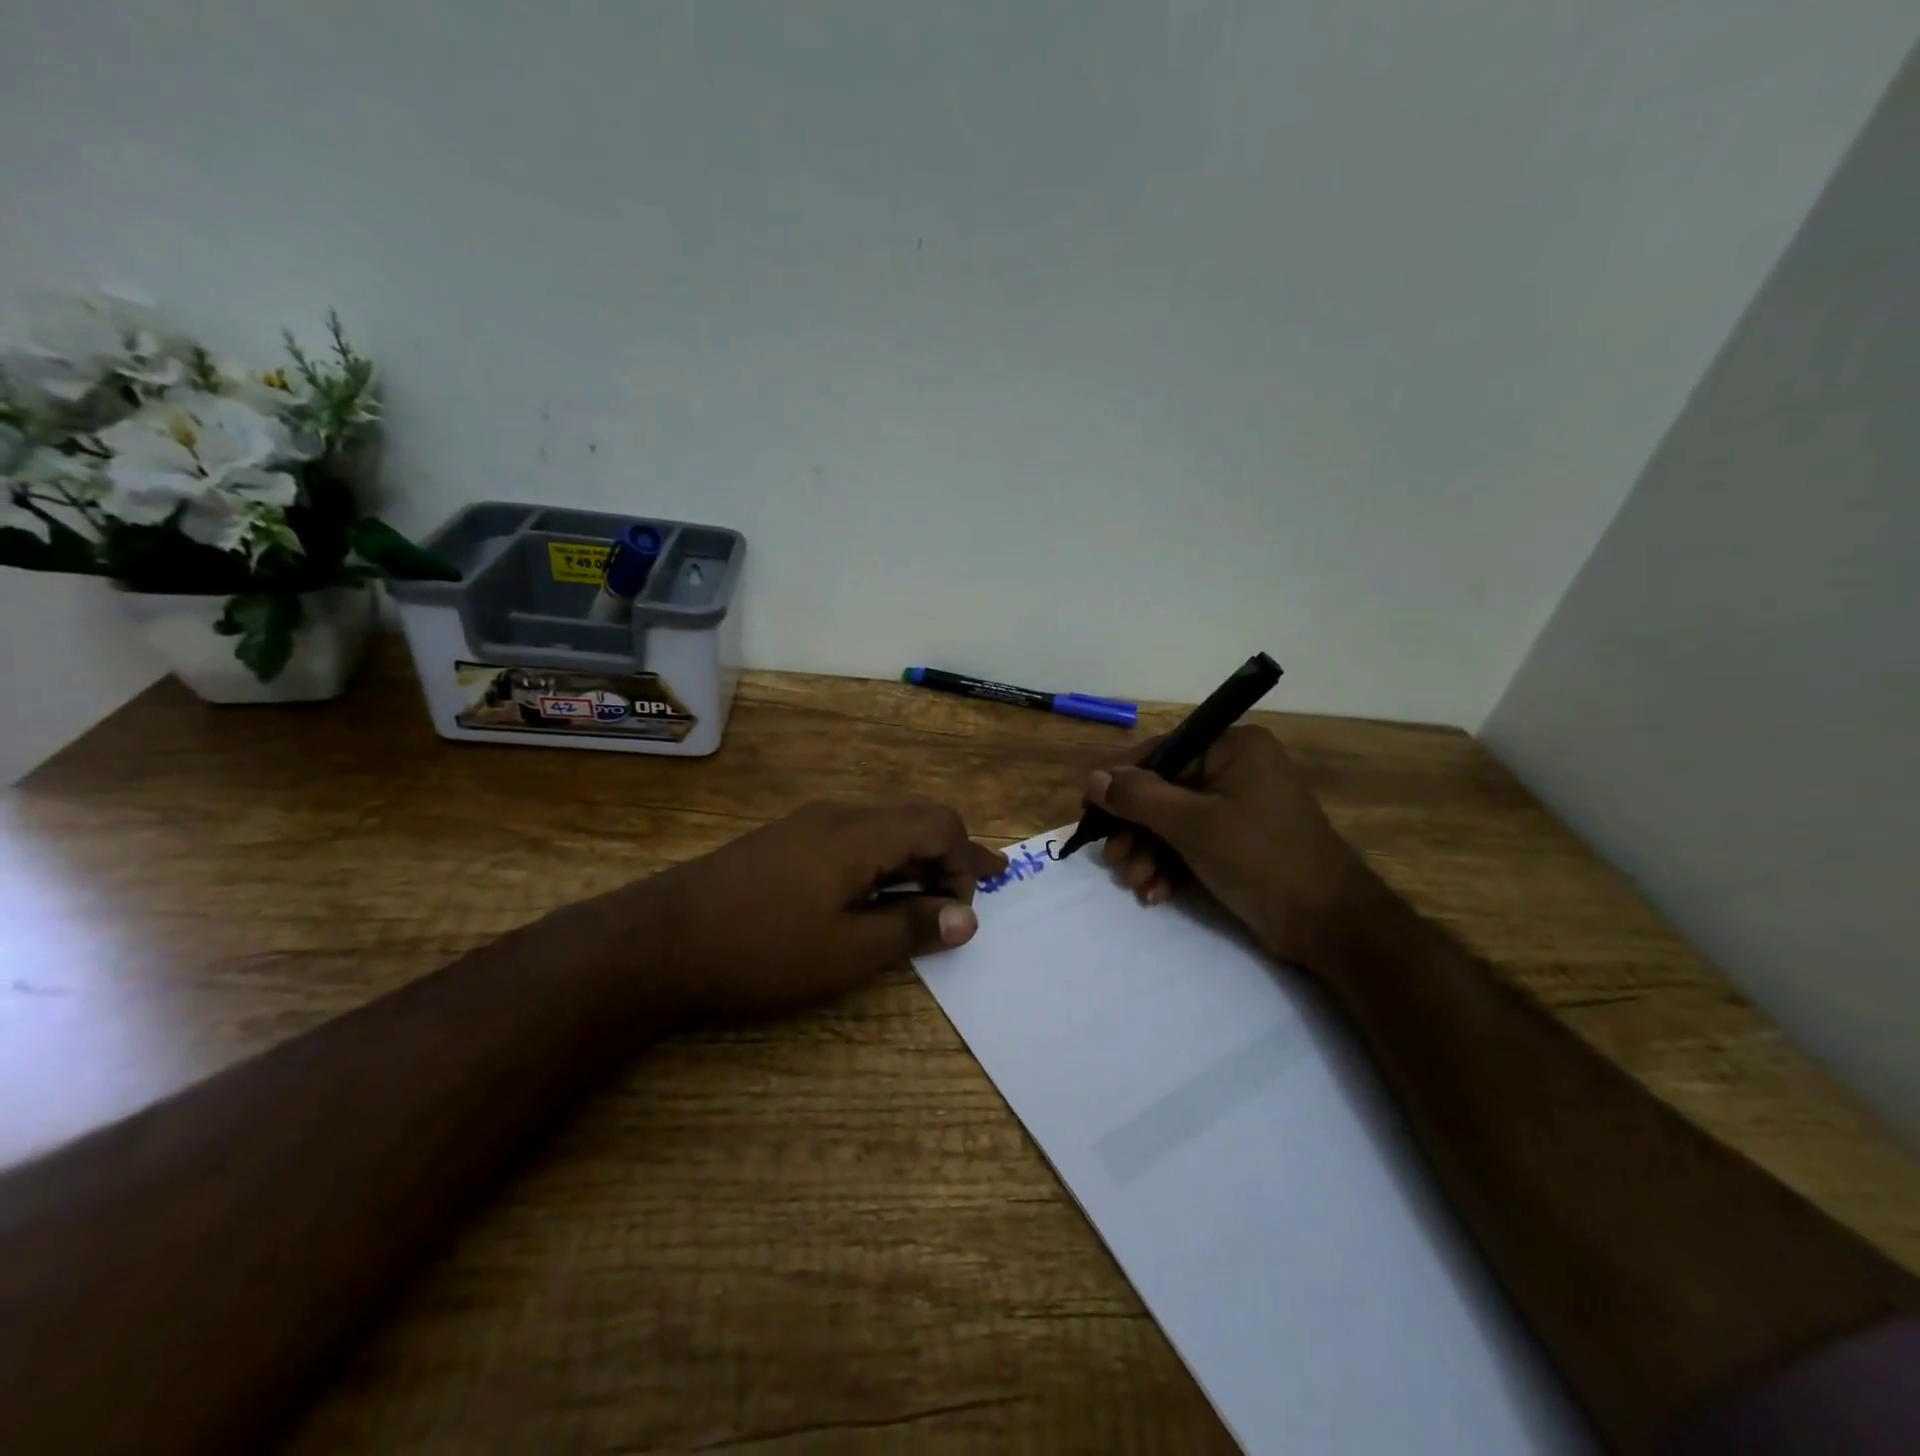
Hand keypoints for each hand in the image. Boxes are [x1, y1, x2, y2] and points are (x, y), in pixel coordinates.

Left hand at [636, 800, 1006, 1018]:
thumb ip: (911, 929)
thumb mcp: (846, 951)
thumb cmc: (762, 948)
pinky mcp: (784, 842)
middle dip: (946, 858)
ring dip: (912, 863)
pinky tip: (870, 899)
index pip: (939, 824)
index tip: (972, 904)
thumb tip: (965, 917)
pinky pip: (852, 841)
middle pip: (913, 821)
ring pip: (881, 830)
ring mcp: (807, 826)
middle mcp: (838, 816)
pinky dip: (879, 866)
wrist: (658, 940)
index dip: (966, 861)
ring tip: (923, 904)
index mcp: (860, 834)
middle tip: (963, 901)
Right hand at [1089, 726, 1369, 971]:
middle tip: (1115, 862)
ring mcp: (1238, 807)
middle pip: (1163, 791)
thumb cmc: (1261, 860)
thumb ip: (1139, 797)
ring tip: (1136, 883)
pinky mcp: (1238, 842)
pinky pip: (1191, 843)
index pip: (1161, 752)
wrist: (1330, 924)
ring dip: (1148, 853)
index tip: (1091, 814)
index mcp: (1232, 748)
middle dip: (1136, 831)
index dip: (1121, 783)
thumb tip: (1093, 778)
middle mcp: (1235, 769)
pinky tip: (1156, 893)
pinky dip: (1170, 866)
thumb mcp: (1193, 824)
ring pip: (1173, 822)